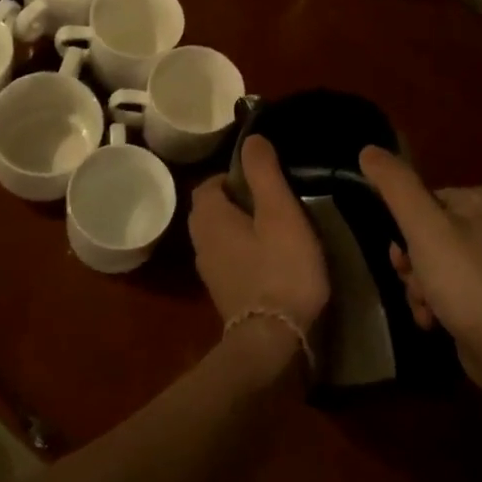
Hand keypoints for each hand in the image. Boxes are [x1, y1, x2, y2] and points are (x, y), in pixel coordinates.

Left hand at [189, 136, 329, 337]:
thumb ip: (264, 173)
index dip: (234, 175)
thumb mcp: (280, 213)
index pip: (210, 183)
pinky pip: (230, 260)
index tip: (264, 179)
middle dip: (239, 201)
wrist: (273, 342)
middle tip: (274, 201)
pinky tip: (273, 260)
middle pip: (213, 209)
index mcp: (209, 217)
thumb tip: (252, 139)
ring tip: (277, 228)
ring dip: (243, 228)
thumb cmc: (280, 269)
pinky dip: (246, 253)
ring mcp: (210, 272)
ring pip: (221, 236)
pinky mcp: (225, 294)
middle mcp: (200, 242)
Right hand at [359, 146, 481, 395]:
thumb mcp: (424, 229)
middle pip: (434, 231)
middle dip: (415, 261)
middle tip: (412, 282)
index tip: (403, 254)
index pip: (432, 199)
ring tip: (424, 307)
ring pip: (441, 261)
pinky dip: (440, 301)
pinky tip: (434, 320)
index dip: (409, 227)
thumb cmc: (468, 284)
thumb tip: (368, 150)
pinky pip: (457, 286)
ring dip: (422, 284)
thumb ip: (396, 186)